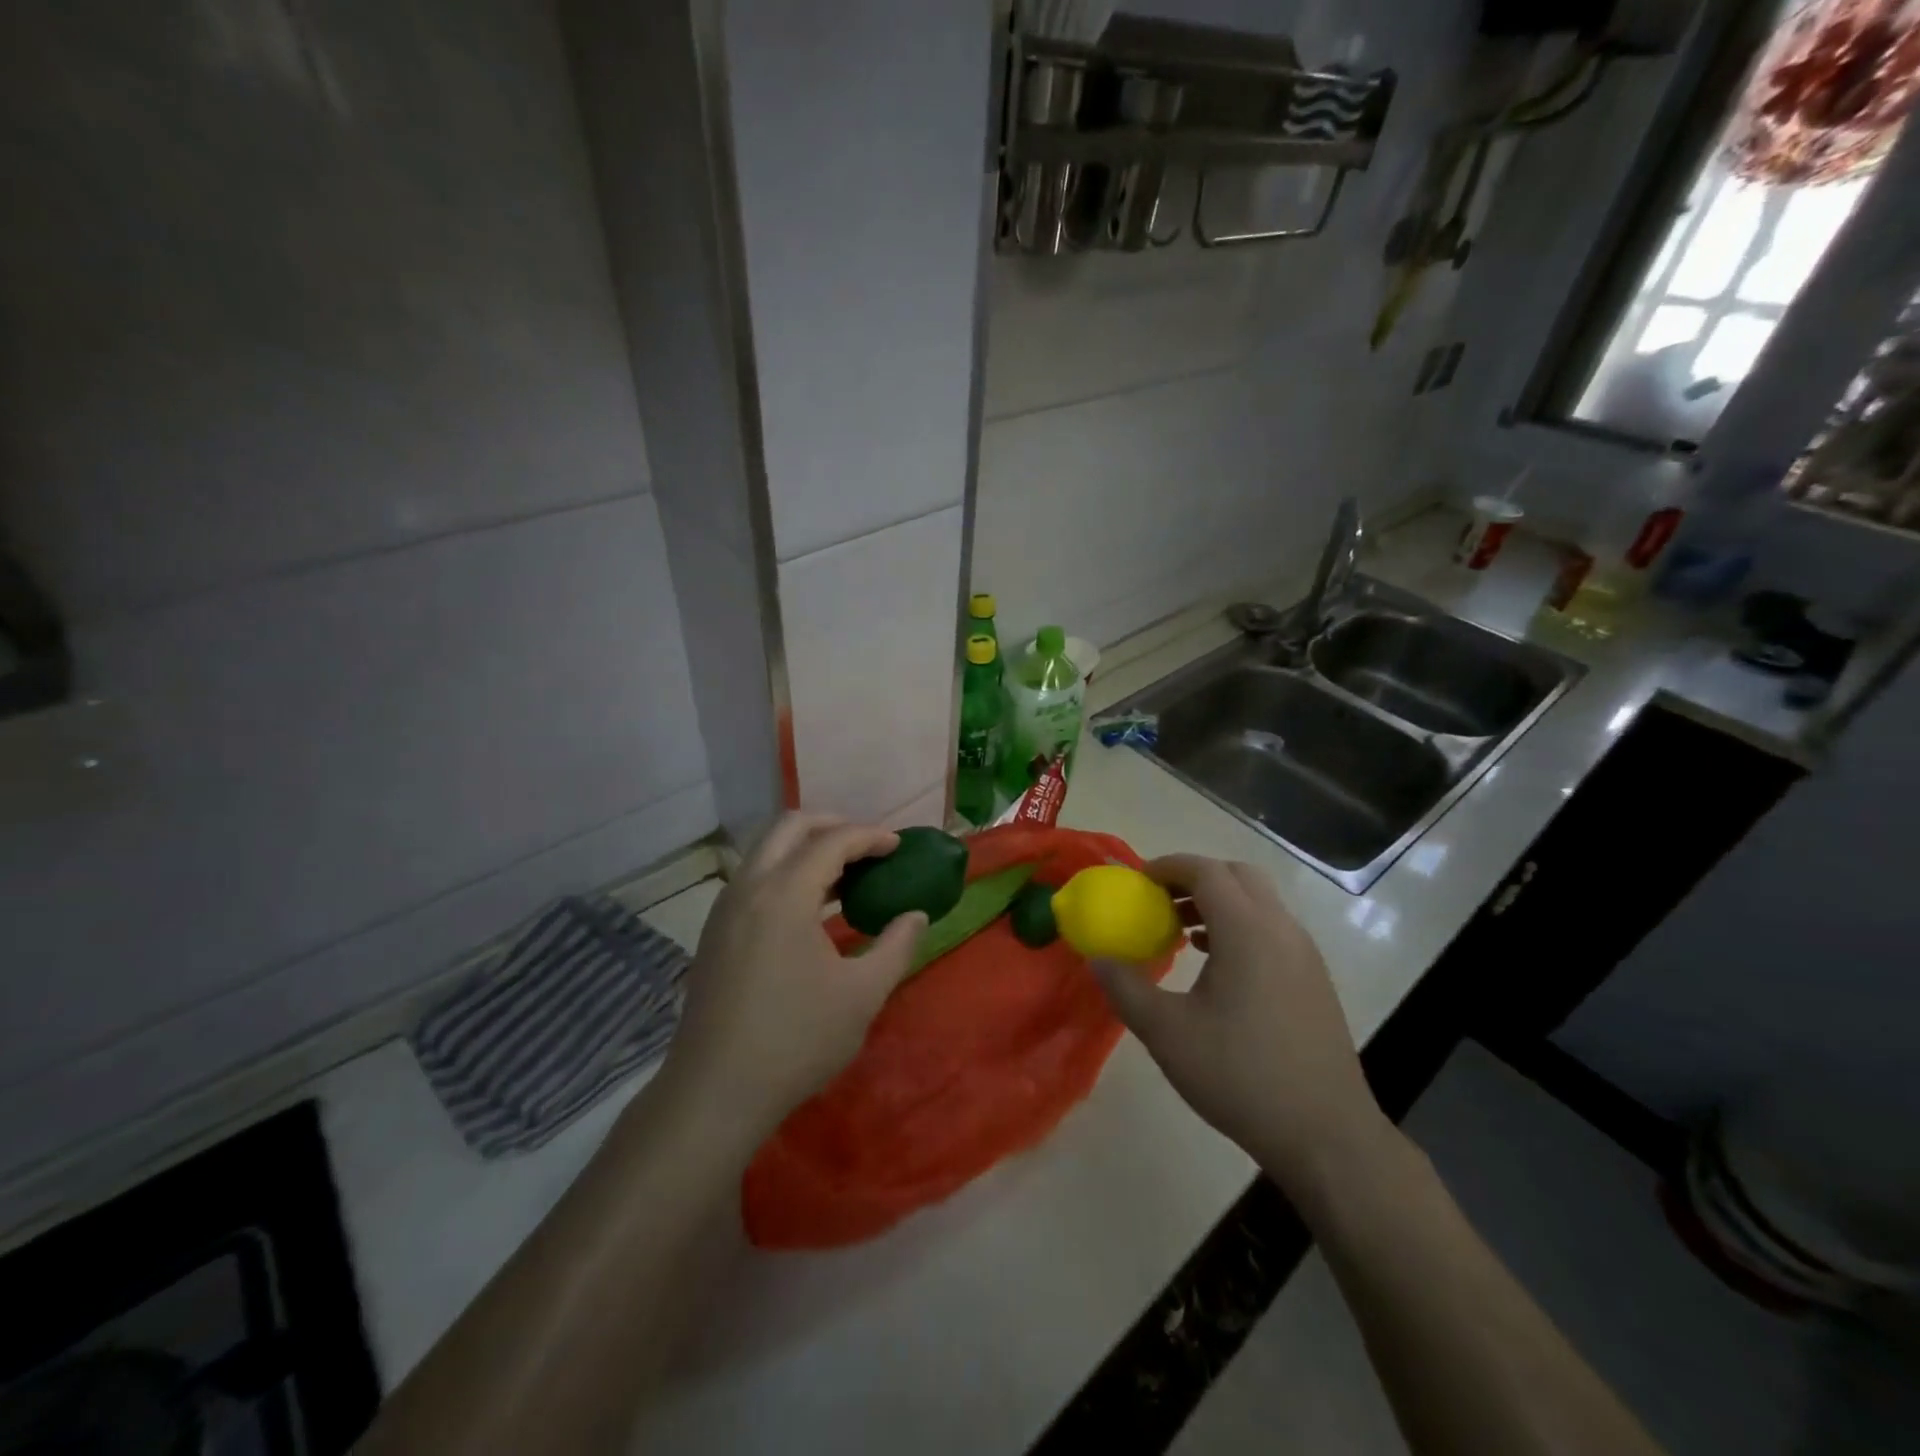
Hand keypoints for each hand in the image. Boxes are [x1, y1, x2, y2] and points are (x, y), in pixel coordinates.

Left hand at [660, 814, 925, 1146]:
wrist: (714, 1092)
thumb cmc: (796, 1041)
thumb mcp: (862, 996)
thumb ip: (896, 946)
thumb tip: (916, 915)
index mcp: (784, 894)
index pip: (832, 840)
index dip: (870, 836)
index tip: (899, 846)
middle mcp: (749, 887)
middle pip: (790, 826)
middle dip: (834, 824)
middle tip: (868, 847)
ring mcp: (725, 908)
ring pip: (767, 849)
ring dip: (807, 848)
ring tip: (846, 875)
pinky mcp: (715, 931)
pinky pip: (754, 877)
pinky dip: (786, 871)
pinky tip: (810, 908)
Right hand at [1092, 855, 1391, 1194]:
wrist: (1325, 1135)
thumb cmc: (1240, 1076)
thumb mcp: (1167, 1034)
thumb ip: (1125, 988)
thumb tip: (1098, 958)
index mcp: (1248, 931)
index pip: (1206, 871)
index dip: (1168, 867)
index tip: (1137, 880)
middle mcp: (1281, 929)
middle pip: (1237, 875)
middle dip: (1195, 877)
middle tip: (1159, 901)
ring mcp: (1304, 954)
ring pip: (1258, 902)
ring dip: (1219, 902)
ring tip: (1181, 933)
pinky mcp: (1313, 979)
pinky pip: (1272, 929)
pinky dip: (1240, 926)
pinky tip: (1216, 966)